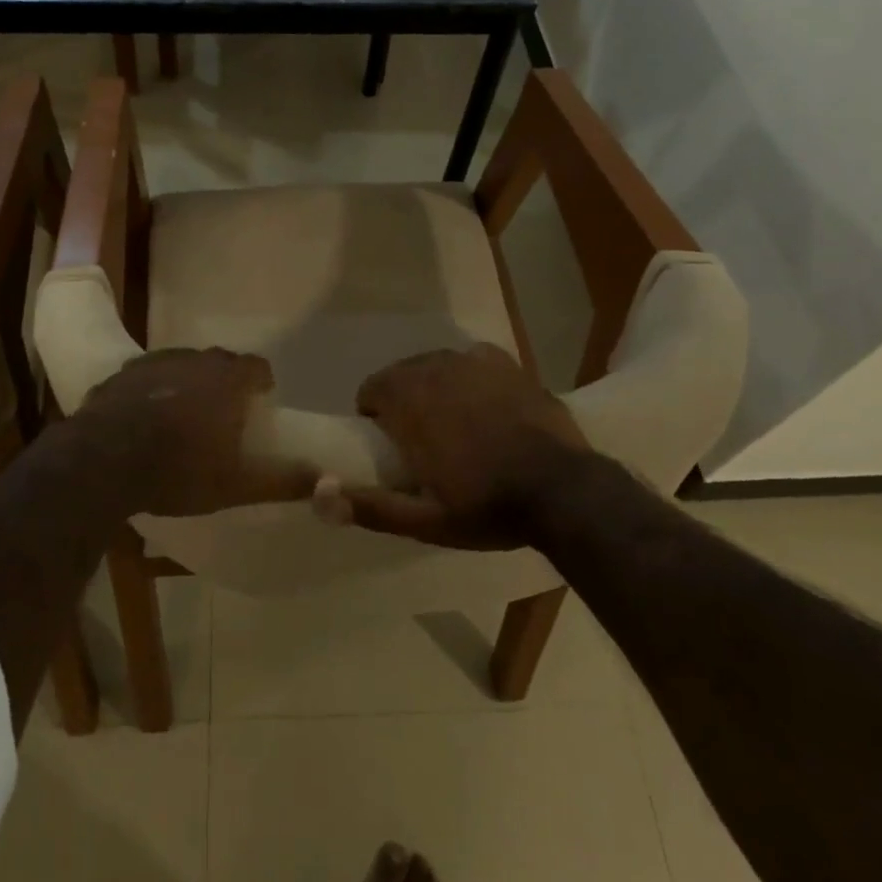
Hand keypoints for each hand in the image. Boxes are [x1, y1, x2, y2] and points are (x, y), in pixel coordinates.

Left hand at [73, 348, 316, 516]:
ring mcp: (154, 363)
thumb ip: (282, 480)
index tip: (260, 401)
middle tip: (224, 413)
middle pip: (219, 362)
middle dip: (225, 381)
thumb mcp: (236, 485)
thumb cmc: (179, 470)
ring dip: (188, 383)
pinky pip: (147, 376)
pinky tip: (144, 417)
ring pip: (181, 365)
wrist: (103, 462)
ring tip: (184, 415)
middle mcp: (194, 360)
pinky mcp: (121, 374)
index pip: (256, 366)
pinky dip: (153, 390)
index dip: (261, 382)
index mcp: (226, 380)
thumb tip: (325, 480)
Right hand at [321, 343, 592, 547]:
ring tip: (456, 428)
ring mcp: (473, 361)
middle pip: (402, 375)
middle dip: (404, 402)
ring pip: (436, 367)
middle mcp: (436, 367)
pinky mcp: (506, 363)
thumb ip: (369, 506)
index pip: (371, 390)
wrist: (564, 491)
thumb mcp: (424, 520)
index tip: (393, 449)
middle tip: (424, 444)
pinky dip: (469, 380)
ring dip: (435, 390)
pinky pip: (471, 362)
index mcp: (409, 399)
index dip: (375, 418)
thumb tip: (317, 495)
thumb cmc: (486, 505)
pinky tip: (487, 408)